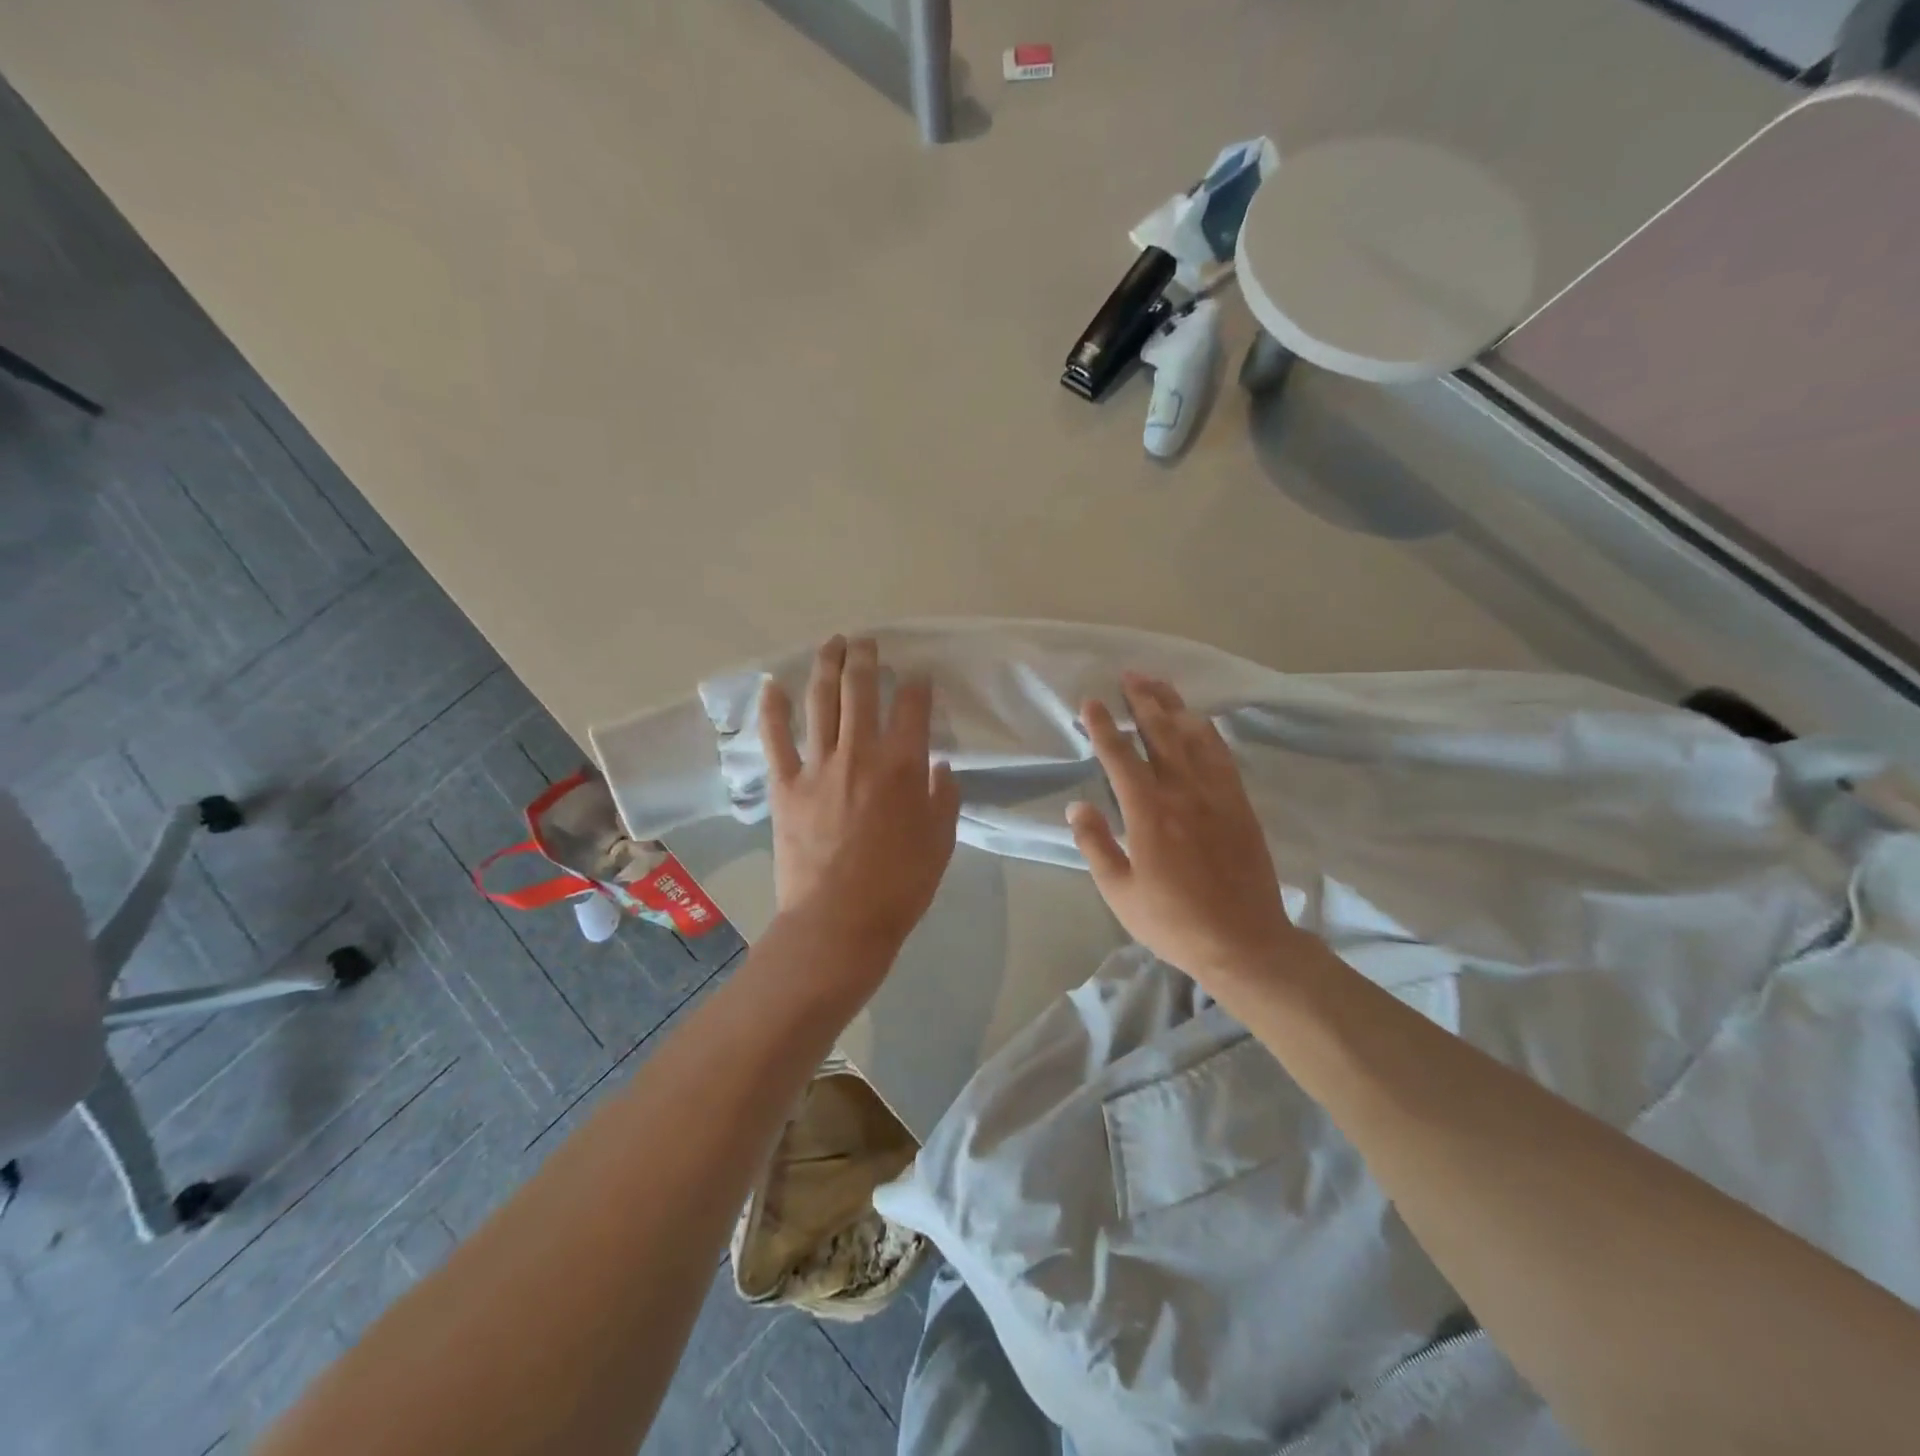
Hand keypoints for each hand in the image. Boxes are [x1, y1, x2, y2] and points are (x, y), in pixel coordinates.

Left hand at [760, 636, 961, 964]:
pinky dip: (773, 709)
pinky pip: (776, 738)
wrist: (839, 922)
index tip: (917, 675)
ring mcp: (818, 766)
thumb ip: (944, 798)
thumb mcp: (941, 843)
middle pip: (861, 690)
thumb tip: (939, 767)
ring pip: (821, 702)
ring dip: (826, 665)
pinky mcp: (785, 786)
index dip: (917, 684)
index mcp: (903, 766)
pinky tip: (774, 684)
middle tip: (868, 642)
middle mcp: (860, 754)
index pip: (913, 706)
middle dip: (866, 658)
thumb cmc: (899, 886)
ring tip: (832, 643)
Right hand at [1068, 674, 1299, 988]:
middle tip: (1128, 675)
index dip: (1104, 726)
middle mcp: (1183, 792)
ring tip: (1159, 684)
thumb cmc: (1173, 921)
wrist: (1243, 941)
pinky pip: (1222, 755)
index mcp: (1148, 813)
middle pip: (1160, 734)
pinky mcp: (1240, 804)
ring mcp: (1216, 795)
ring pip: (1193, 737)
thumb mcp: (1119, 892)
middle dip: (1142, 701)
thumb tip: (1077, 806)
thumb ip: (1096, 845)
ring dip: (1174, 706)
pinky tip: (1199, 720)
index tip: (1091, 702)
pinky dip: (1207, 732)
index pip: (1120, 756)